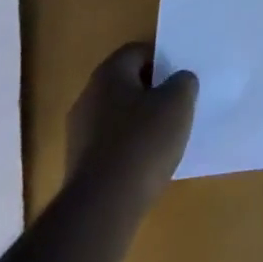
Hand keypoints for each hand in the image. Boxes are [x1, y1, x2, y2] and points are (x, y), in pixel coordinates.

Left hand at [61, 42, 197, 261]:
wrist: (102, 210)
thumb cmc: (143, 143)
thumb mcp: (179, 102)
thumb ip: (183, 82)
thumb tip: (179, 81)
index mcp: (108, 74)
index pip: (138, 52)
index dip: (162, 60)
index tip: (180, 78)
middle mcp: (88, 98)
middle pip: (126, 84)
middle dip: (152, 92)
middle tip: (177, 105)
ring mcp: (79, 134)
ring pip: (118, 116)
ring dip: (140, 123)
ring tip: (166, 139)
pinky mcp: (79, 167)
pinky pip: (111, 145)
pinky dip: (129, 149)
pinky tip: (147, 165)